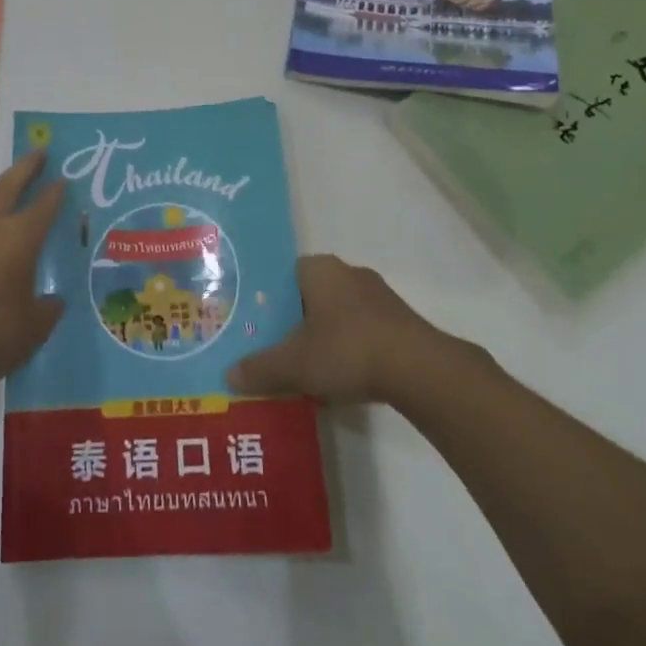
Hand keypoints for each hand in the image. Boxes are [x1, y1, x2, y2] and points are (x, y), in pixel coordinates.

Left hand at [0, 152, 64, 389]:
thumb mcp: (35, 327)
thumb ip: (48, 309)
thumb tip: (53, 301)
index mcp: (21, 237)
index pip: (44, 206)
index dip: (56, 192)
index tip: (65, 179)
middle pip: (9, 185)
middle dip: (26, 167)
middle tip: (39, 153)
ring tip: (4, 207)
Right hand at [227, 254, 449, 404]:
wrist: (418, 369)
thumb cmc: (347, 349)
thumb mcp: (294, 364)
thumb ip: (260, 368)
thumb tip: (228, 375)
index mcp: (320, 269)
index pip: (285, 273)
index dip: (269, 298)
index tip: (258, 324)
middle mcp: (349, 273)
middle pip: (311, 293)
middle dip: (296, 319)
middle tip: (277, 346)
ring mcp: (379, 296)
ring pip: (339, 313)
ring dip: (325, 335)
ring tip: (308, 367)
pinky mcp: (400, 322)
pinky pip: (364, 330)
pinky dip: (351, 348)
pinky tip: (343, 376)